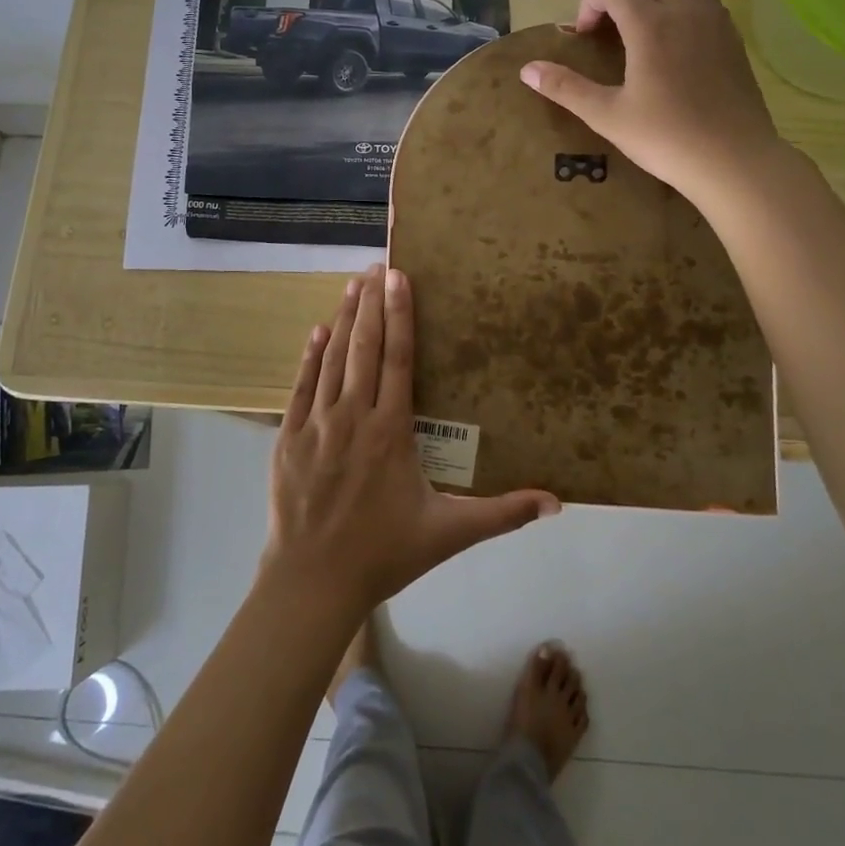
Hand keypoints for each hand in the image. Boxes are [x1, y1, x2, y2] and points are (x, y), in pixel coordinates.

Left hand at [263, 265, 560, 613]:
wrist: (313, 580)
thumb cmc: (383, 552)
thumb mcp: (448, 533)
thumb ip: (501, 514)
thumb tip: (556, 502)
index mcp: (391, 430)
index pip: (398, 358)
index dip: (400, 314)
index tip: (399, 276)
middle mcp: (353, 415)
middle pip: (365, 347)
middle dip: (372, 303)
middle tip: (376, 265)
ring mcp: (316, 423)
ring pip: (333, 359)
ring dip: (344, 320)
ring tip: (352, 285)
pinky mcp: (288, 436)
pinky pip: (300, 387)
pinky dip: (310, 357)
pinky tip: (317, 332)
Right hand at [519, 0, 782, 207]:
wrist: (733, 159)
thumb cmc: (665, 138)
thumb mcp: (606, 116)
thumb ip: (565, 87)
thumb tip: (527, 69)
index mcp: (650, 24)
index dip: (590, 2)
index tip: (584, 36)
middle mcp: (685, 10)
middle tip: (611, 22)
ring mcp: (715, 21)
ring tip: (645, 21)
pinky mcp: (734, 37)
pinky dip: (687, 3)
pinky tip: (676, 42)